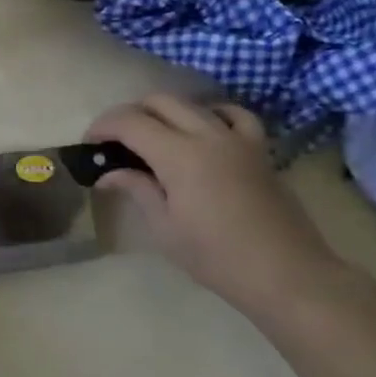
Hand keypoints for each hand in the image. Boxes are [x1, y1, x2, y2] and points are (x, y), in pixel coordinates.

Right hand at [88, 95, 357, 320]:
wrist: (285, 273)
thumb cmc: (216, 257)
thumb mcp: (165, 228)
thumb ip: (137, 189)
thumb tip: (108, 174)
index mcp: (179, 155)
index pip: (131, 122)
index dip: (104, 126)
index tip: (90, 142)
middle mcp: (207, 135)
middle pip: (160, 102)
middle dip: (131, 114)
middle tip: (115, 140)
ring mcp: (238, 139)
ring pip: (194, 104)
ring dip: (166, 112)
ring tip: (154, 135)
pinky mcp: (259, 150)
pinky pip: (235, 115)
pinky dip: (213, 113)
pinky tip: (205, 128)